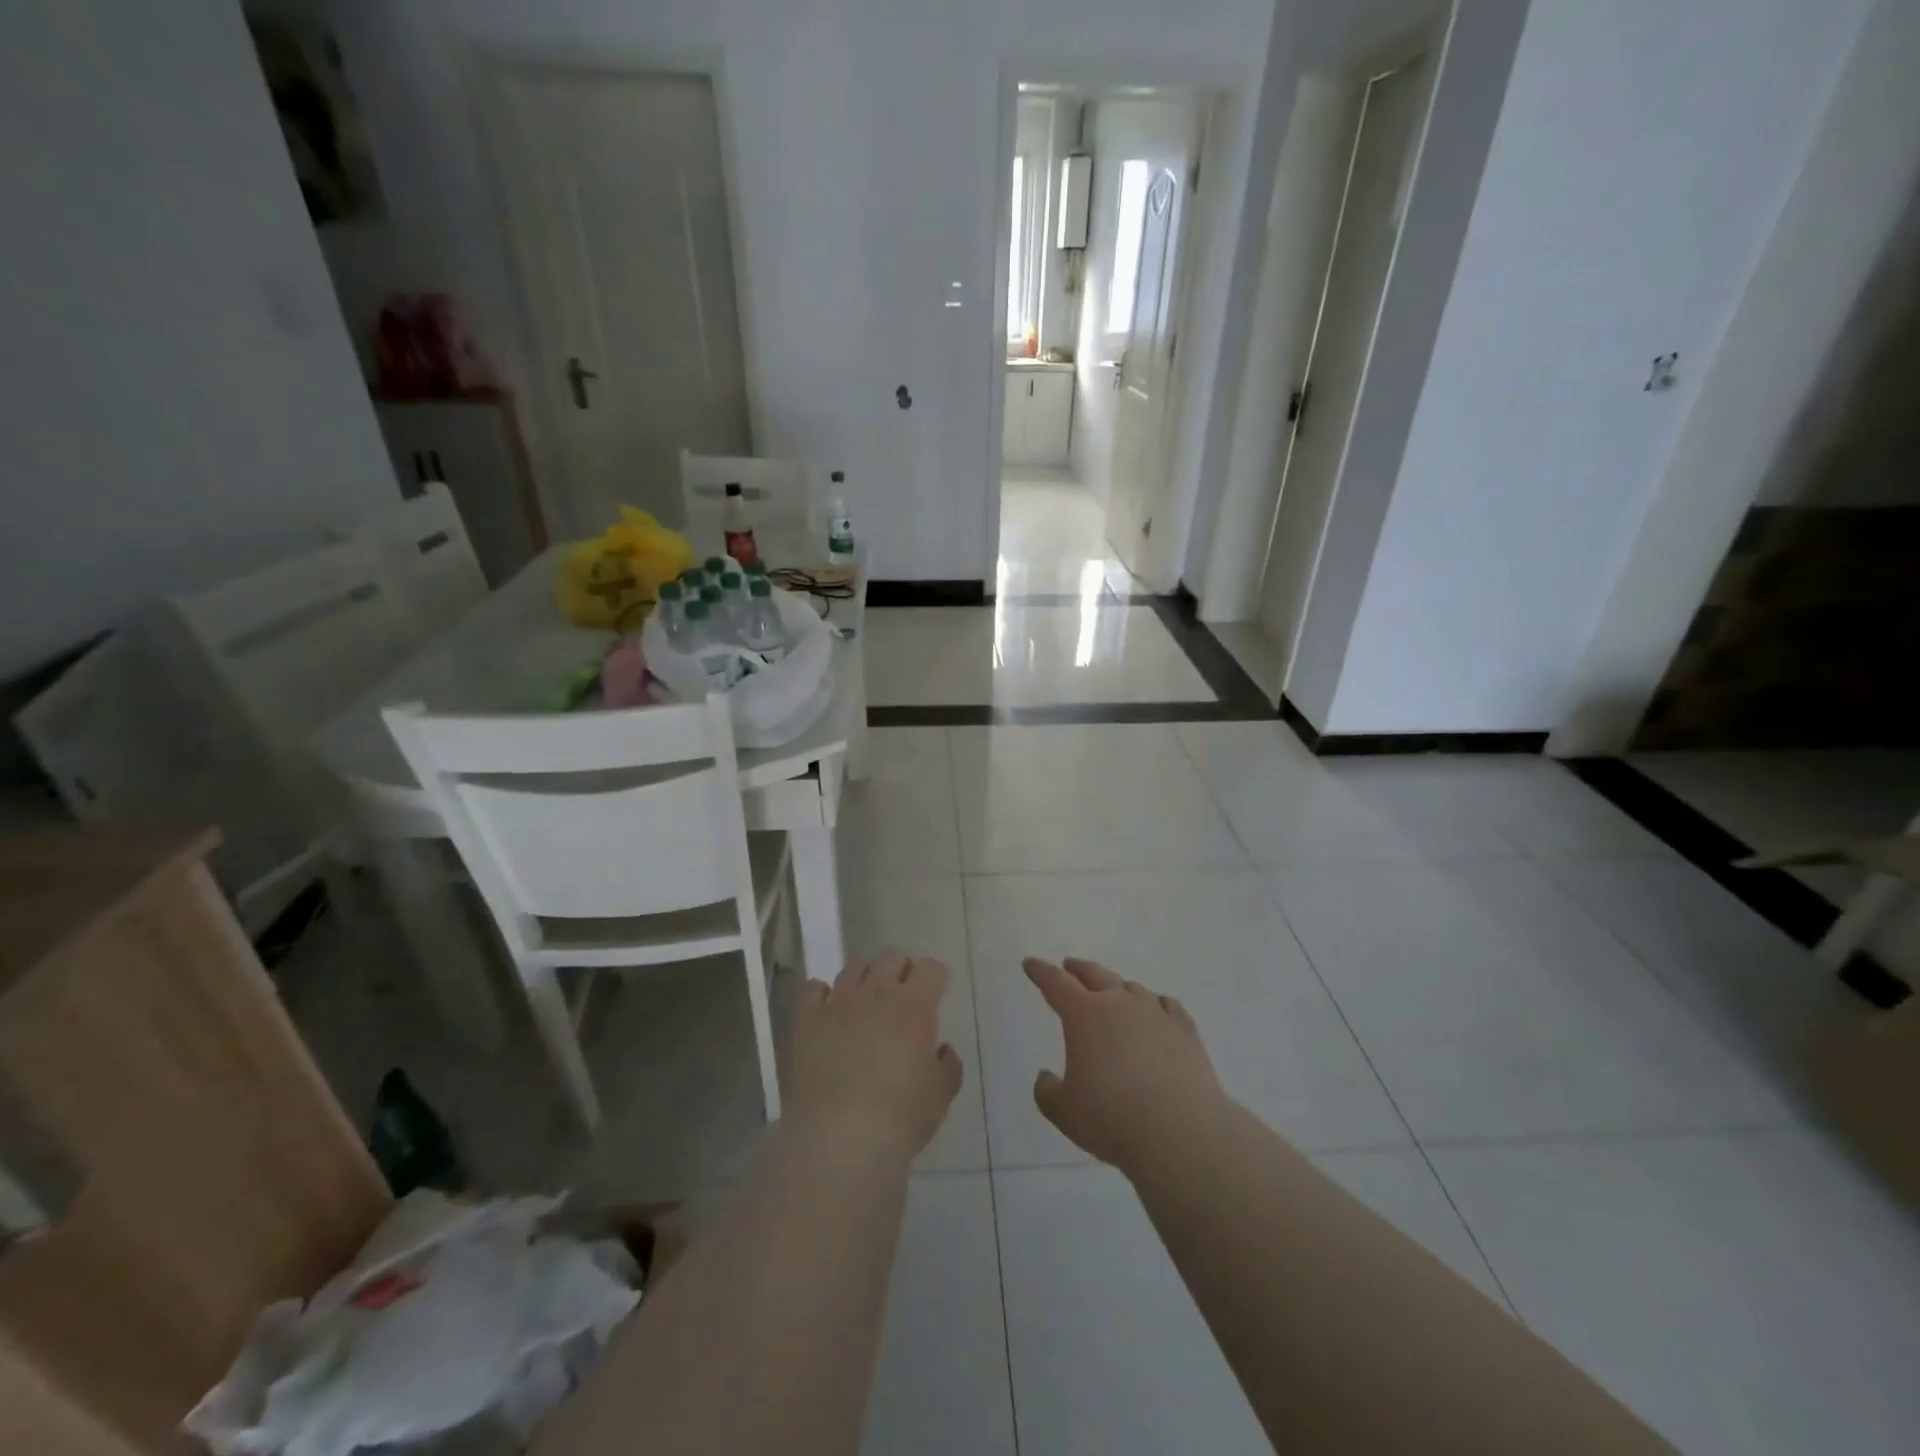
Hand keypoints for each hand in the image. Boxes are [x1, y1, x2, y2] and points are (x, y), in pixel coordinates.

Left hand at [788, 951, 962, 1160]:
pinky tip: (828, 1011)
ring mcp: (838, 1002)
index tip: (936, 991)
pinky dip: (823, 994)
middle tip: (903, 994)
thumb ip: (948, 1065)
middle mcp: (876, 992)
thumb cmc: (900, 1117)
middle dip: (901, 969)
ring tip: (866, 1000)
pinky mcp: (806, 1019)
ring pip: (853, 968)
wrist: (839, 1137)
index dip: (935, 977)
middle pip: (891, 957)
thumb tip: (941, 1050)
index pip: (930, 969)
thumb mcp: (940, 1096)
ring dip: (865, 977)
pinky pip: (814, 989)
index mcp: (915, 1005)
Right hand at [1026, 957, 1228, 1172]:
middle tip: (1069, 965)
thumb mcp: (1065, 1113)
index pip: (1056, 983)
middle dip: (1079, 969)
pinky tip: (1157, 1009)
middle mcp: (1119, 1004)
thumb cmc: (1113, 1119)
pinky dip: (1156, 1004)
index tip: (1031, 964)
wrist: (1181, 1133)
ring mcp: (1156, 1014)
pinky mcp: (1185, 1031)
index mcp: (1084, 1015)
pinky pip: (1167, 1006)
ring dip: (1117, 987)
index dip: (1041, 972)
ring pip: (1132, 988)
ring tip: (1113, 991)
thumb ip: (1048, 1092)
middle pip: (1095, 975)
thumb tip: (1045, 1077)